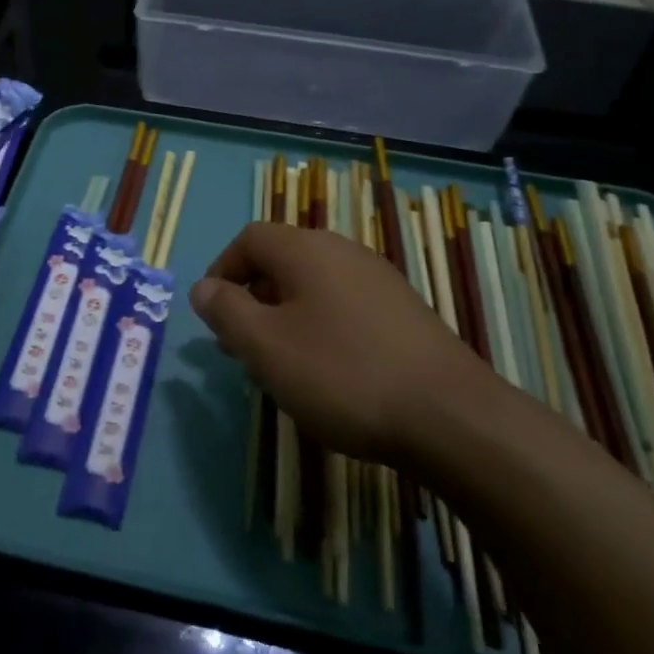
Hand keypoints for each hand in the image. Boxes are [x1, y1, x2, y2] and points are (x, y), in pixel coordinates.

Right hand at [189, 223, 493, 464]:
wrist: (450, 415)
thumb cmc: (342, 373)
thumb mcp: (266, 346)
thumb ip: (226, 312)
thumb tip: (202, 287)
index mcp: (307, 249)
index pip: (250, 238)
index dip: (222, 270)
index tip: (214, 315)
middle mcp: (343, 251)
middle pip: (282, 261)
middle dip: (252, 299)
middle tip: (241, 347)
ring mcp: (379, 280)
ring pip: (313, 287)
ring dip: (284, 317)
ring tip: (279, 366)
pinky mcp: (403, 312)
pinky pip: (343, 306)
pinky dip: (320, 328)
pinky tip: (327, 373)